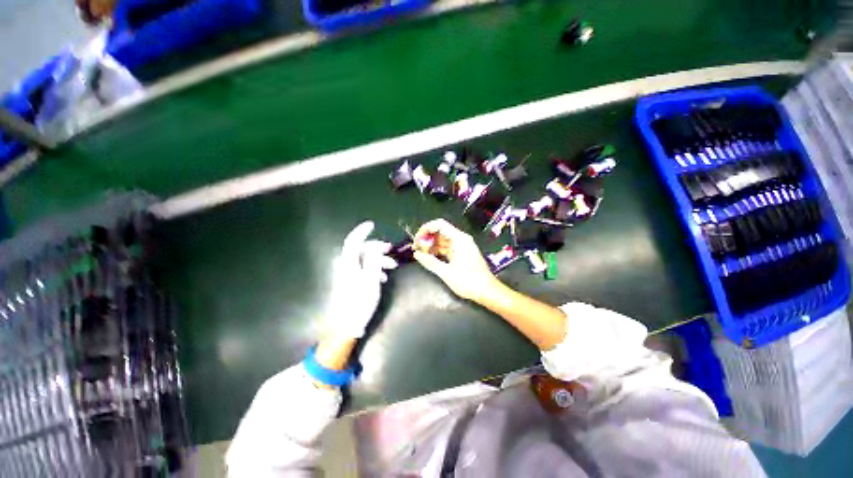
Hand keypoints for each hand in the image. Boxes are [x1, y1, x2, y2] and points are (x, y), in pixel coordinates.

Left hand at [324, 221, 397, 338]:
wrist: (346, 324)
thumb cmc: (360, 301)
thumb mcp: (371, 279)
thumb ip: (373, 260)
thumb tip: (375, 247)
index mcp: (348, 262)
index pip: (353, 241)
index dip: (362, 231)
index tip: (372, 224)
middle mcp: (345, 265)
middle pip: (361, 250)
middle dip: (377, 249)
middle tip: (391, 251)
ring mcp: (346, 273)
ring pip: (364, 259)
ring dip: (378, 260)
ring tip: (391, 268)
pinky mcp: (349, 280)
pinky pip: (362, 268)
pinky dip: (373, 269)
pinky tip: (382, 277)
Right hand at [413, 219, 499, 301]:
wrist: (486, 291)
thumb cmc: (468, 281)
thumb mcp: (446, 273)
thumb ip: (430, 262)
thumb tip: (416, 254)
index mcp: (459, 239)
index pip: (439, 225)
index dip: (426, 229)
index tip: (416, 239)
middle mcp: (461, 239)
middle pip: (440, 231)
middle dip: (427, 238)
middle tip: (416, 248)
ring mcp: (461, 246)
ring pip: (442, 240)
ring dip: (431, 245)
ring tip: (420, 253)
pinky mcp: (461, 253)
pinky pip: (446, 247)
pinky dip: (437, 250)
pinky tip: (429, 257)